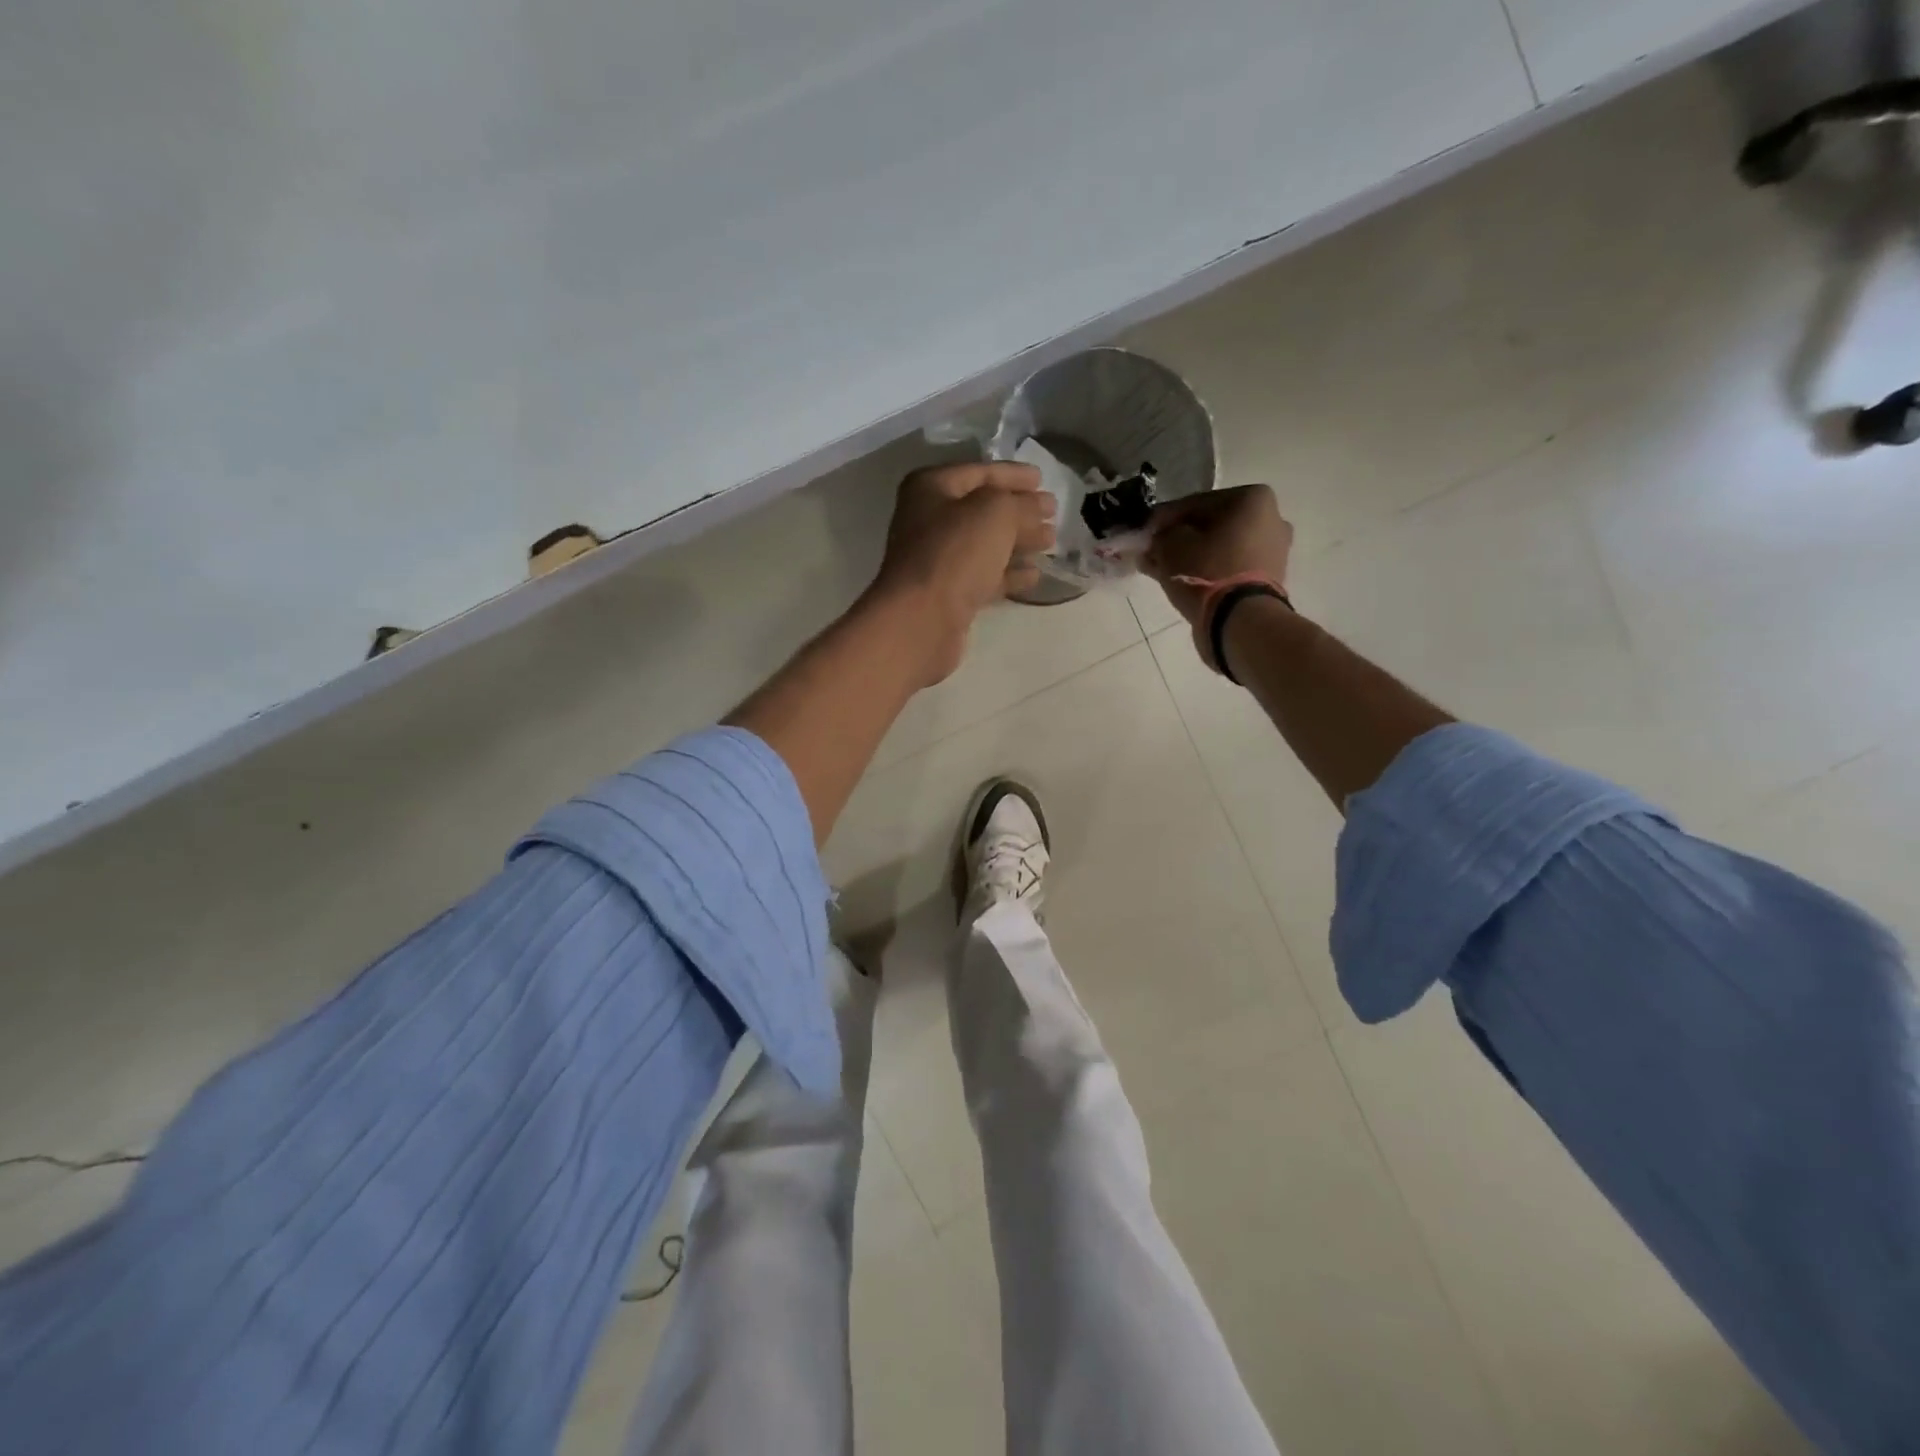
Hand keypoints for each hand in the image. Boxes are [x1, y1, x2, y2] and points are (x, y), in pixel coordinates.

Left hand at [868, 461, 1056, 684]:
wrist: (921, 620)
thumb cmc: (954, 553)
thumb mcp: (996, 513)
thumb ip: (1022, 504)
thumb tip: (1040, 505)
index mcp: (931, 488)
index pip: (979, 471)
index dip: (1013, 474)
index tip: (1042, 479)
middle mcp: (929, 520)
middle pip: (982, 509)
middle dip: (1019, 510)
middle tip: (1053, 513)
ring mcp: (937, 560)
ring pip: (985, 544)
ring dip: (1018, 542)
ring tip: (1051, 542)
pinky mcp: (947, 594)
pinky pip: (983, 576)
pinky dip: (1008, 573)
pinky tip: (1034, 575)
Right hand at [1141, 484, 1294, 629]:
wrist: (1240, 621)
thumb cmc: (1207, 572)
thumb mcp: (1171, 545)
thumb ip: (1160, 536)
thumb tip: (1156, 539)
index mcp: (1253, 498)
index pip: (1195, 503)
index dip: (1163, 519)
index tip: (1143, 532)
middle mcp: (1271, 518)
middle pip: (1210, 526)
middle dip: (1179, 538)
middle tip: (1152, 552)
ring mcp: (1273, 551)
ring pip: (1219, 548)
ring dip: (1191, 556)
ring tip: (1161, 569)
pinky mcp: (1269, 579)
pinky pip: (1229, 567)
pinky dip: (1207, 571)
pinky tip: (1181, 580)